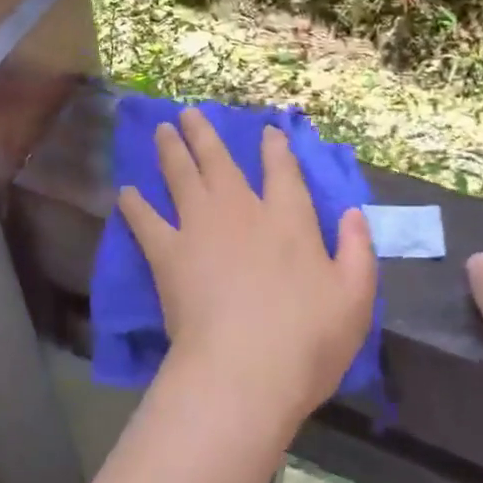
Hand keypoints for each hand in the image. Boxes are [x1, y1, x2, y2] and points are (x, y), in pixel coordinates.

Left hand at [118, 110, 376, 430]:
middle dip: (204, 134)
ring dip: (170, 150)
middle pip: (219, 161)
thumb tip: (354, 213)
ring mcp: (199, 228)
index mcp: (288, 219)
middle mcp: (241, 211)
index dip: (275, 148)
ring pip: (181, 176)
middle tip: (188, 113)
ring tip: (161, 131)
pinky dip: (134, 205)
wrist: (244, 369)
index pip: (282, 172)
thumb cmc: (308, 339)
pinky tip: (126, 192)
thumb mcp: (355, 298)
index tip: (266, 131)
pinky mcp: (167, 254)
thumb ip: (357, 250)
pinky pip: (146, 220)